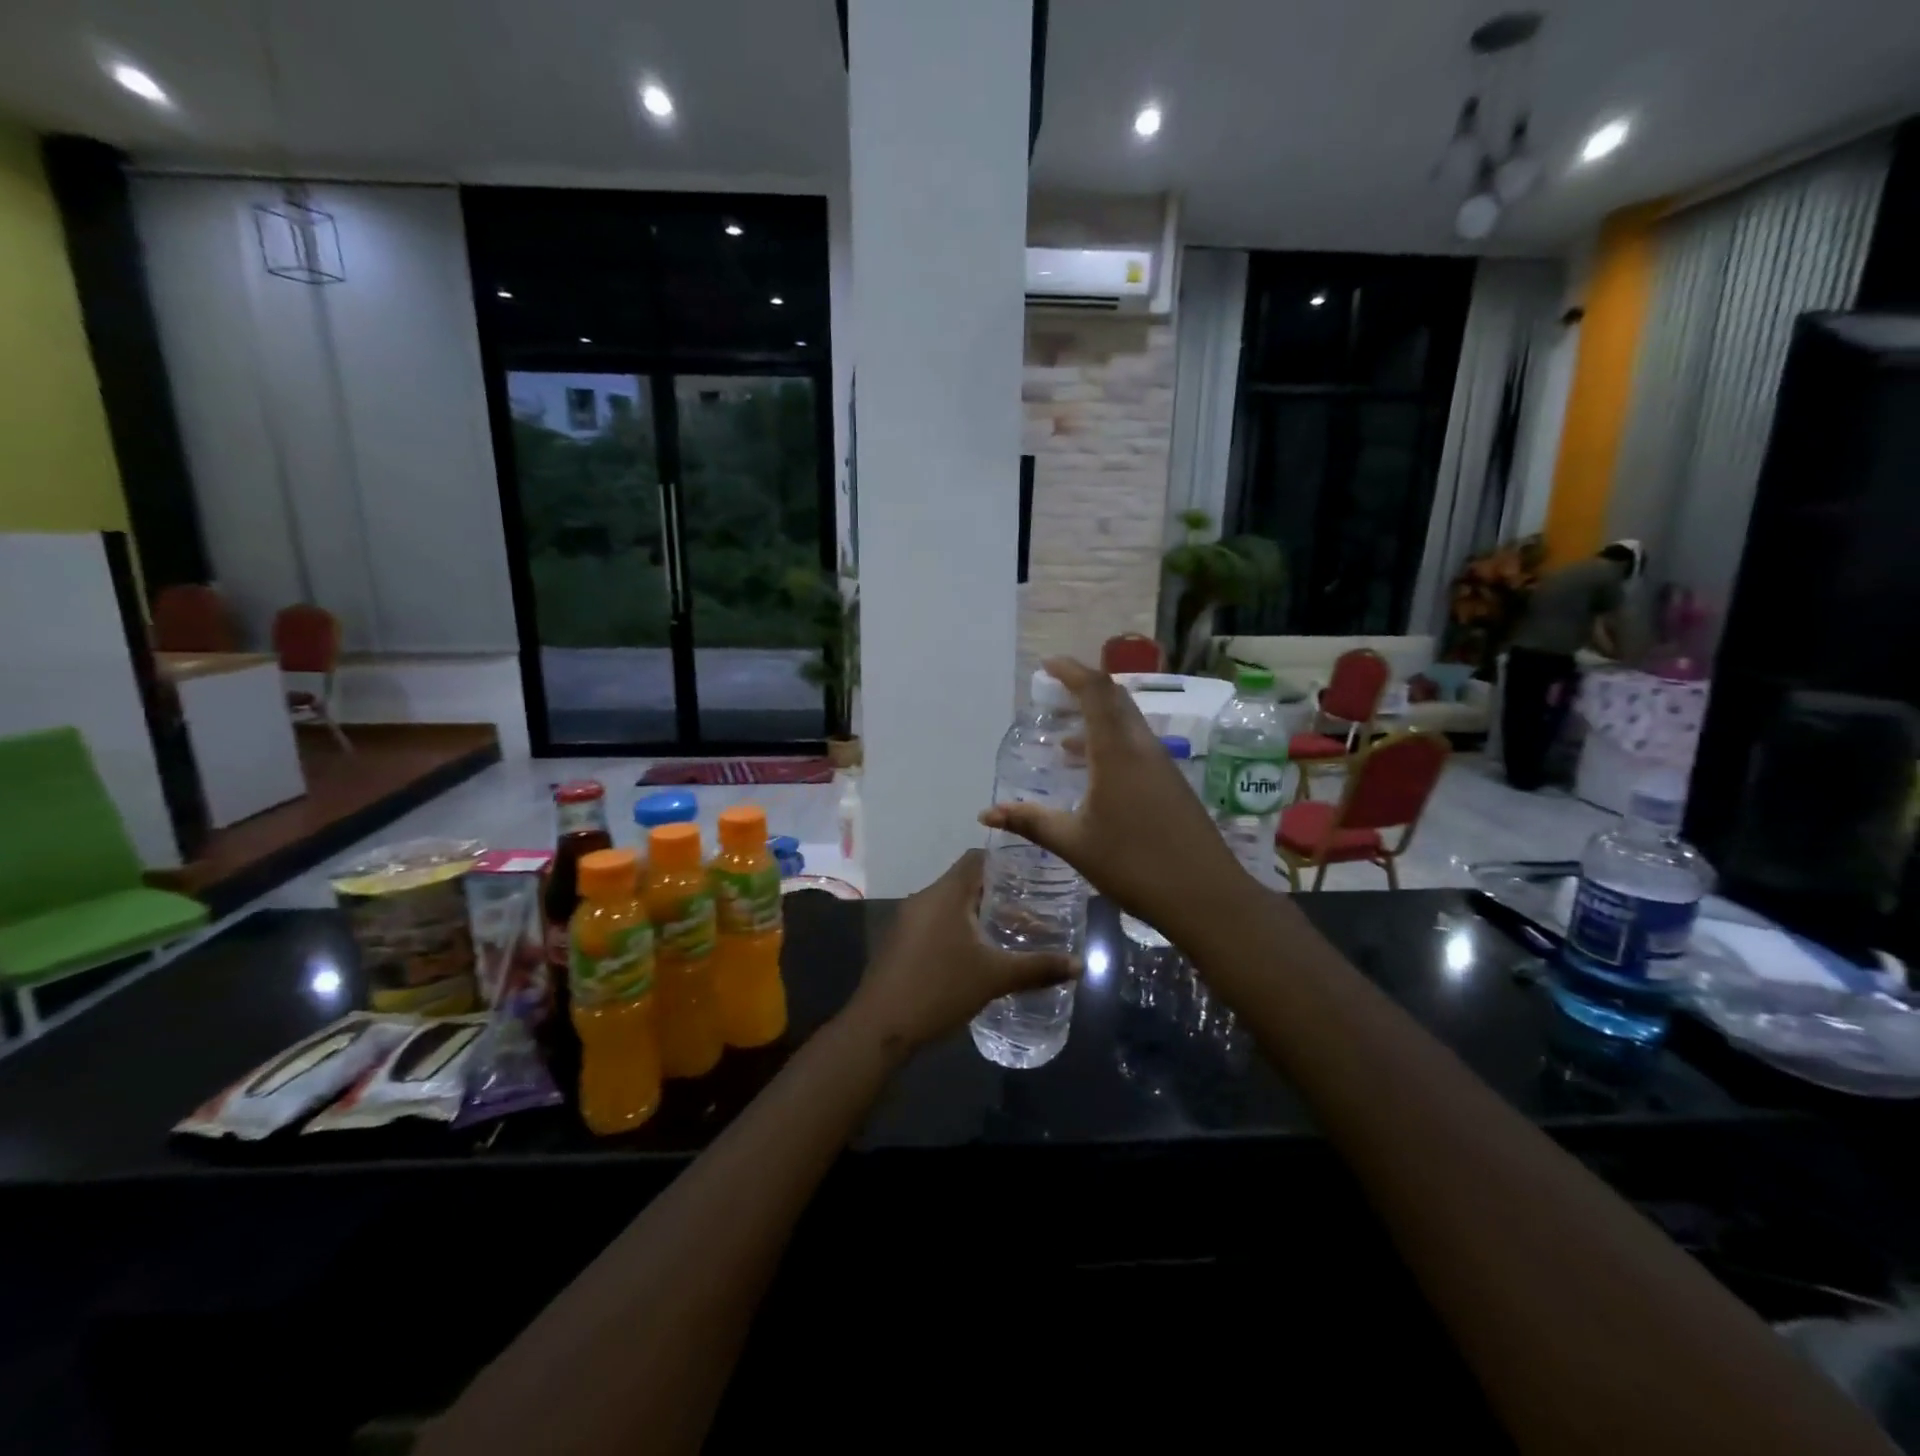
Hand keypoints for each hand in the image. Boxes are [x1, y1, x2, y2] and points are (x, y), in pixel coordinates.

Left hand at [842, 850, 1078, 1053]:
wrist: (879, 1028)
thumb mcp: (995, 978)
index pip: (977, 859)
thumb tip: (1079, 965)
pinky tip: (975, 957)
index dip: (1006, 864)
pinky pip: (934, 924)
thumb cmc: (940, 989)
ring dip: (977, 916)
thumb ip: (1038, 968)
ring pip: (949, 906)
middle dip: (998, 896)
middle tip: (1030, 912)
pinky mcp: (898, 944)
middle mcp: (923, 899)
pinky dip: (957, 931)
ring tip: (1007, 936)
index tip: (1033, 878)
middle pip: (965, 883)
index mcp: (945, 893)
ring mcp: (906, 921)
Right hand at [979, 656, 1252, 942]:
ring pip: (1127, 724)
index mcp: (1117, 751)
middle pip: (1115, 700)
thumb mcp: (1074, 843)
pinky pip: (1137, 745)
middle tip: (1052, 695)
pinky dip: (1111, 743)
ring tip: (1063, 741)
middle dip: (1083, 689)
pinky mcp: (1171, 783)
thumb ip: (1030, 821)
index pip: (1095, 691)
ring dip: (1097, 720)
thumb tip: (986, 814)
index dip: (1071, 671)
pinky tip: (1093, 774)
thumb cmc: (1134, 865)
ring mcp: (1162, 764)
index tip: (1047, 666)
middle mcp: (1142, 747)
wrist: (1206, 897)